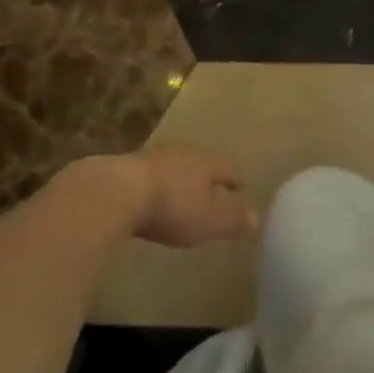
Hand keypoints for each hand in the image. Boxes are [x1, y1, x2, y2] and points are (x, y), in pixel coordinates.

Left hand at [126, 146, 259, 248]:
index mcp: (206, 162)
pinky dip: (156, 185)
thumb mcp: (209, 220)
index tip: (243, 185)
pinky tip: (151, 197)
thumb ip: (234, 219)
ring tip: (182, 193)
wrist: (115, 192)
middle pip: (200, 162)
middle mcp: (182, 152)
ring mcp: (151, 157)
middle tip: (212, 188)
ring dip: (179, 178)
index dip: (236, 178)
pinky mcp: (125, 168)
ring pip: (174, 165)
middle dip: (207, 175)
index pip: (228, 167)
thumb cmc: (172, 206)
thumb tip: (257, 218)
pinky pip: (149, 175)